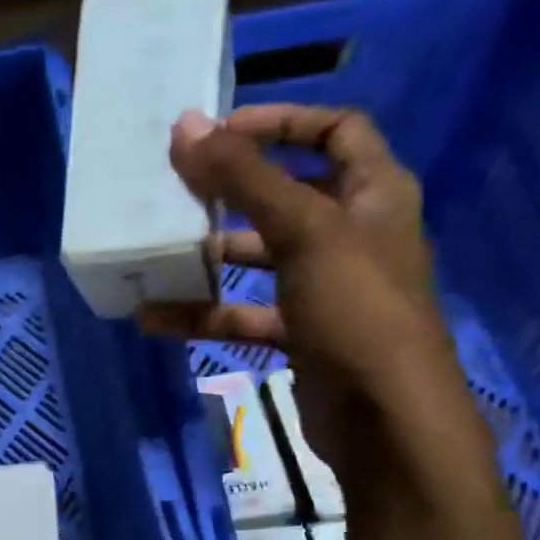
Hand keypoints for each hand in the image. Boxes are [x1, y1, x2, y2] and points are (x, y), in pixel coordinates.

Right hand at [136, 105, 463, 480]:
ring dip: (212, 256)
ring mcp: (325, 289)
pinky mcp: (301, 335)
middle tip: (179, 188)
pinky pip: (245, 315)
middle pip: (289, 195)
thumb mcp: (304, 232)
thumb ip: (245, 179)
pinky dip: (204, 314)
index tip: (221, 131)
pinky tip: (156, 317)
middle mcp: (353, 234)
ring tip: (159, 250)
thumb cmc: (356, 310)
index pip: (335, 132)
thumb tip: (186, 127)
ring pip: (261, 259)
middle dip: (235, 191)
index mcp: (374, 194)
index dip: (282, 122)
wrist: (383, 417)